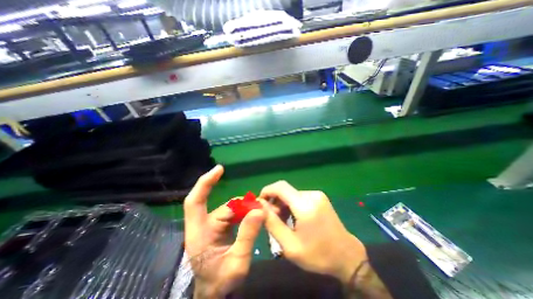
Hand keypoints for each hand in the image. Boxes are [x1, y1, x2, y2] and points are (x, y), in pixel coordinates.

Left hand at [185, 164, 265, 297]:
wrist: (215, 293)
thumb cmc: (221, 282)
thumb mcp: (237, 263)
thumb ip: (247, 237)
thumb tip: (258, 210)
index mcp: (199, 233)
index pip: (196, 202)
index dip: (205, 183)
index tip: (219, 169)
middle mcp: (205, 224)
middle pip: (226, 206)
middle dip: (244, 206)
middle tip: (262, 209)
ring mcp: (213, 224)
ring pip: (233, 209)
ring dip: (247, 210)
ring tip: (261, 214)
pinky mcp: (221, 225)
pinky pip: (235, 213)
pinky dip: (246, 213)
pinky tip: (255, 216)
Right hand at [259, 181, 389, 297]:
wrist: (347, 256)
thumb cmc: (318, 255)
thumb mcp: (289, 245)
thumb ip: (272, 223)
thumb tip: (260, 206)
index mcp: (305, 206)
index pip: (280, 187)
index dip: (267, 191)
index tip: (260, 202)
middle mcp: (311, 195)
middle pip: (285, 190)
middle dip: (275, 201)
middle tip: (272, 218)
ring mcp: (317, 195)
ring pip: (291, 194)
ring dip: (283, 204)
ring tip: (283, 220)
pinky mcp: (320, 197)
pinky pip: (299, 196)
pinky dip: (292, 204)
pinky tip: (293, 217)